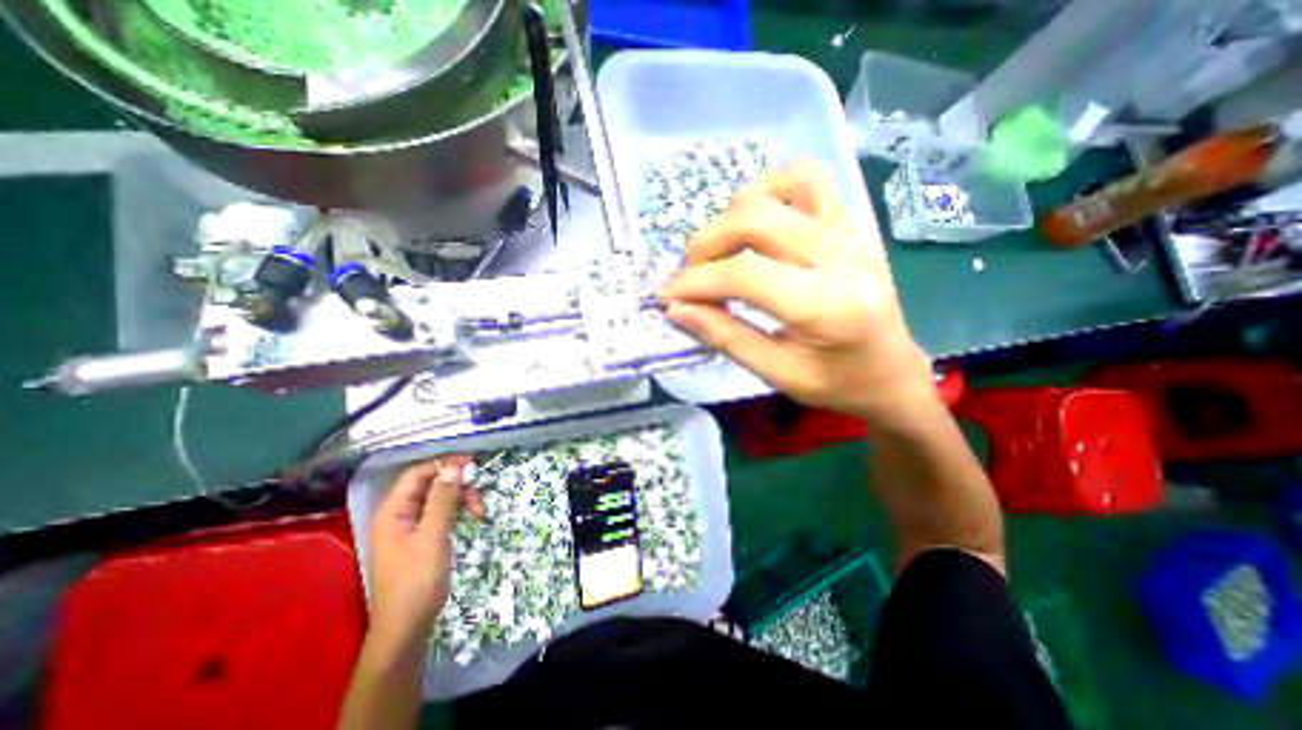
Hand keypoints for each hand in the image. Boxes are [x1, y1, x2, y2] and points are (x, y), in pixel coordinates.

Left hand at [367, 459, 484, 640]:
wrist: (407, 627)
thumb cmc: (417, 580)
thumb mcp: (433, 536)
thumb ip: (443, 499)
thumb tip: (454, 467)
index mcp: (393, 511)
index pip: (418, 474)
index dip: (445, 464)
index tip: (473, 464)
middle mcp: (399, 514)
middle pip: (432, 485)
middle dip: (458, 487)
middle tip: (479, 500)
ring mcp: (410, 526)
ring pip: (440, 498)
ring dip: (462, 499)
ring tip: (479, 513)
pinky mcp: (422, 536)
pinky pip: (442, 512)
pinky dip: (459, 511)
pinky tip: (472, 519)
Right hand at [661, 157, 936, 423]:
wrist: (893, 371)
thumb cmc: (838, 383)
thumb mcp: (778, 373)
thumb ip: (725, 336)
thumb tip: (676, 308)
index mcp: (826, 306)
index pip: (744, 274)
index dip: (696, 282)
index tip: (668, 296)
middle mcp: (841, 256)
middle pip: (754, 220)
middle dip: (706, 244)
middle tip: (693, 276)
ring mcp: (850, 230)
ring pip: (777, 189)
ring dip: (734, 214)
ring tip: (724, 249)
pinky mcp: (851, 222)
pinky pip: (809, 179)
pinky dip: (772, 190)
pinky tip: (760, 222)